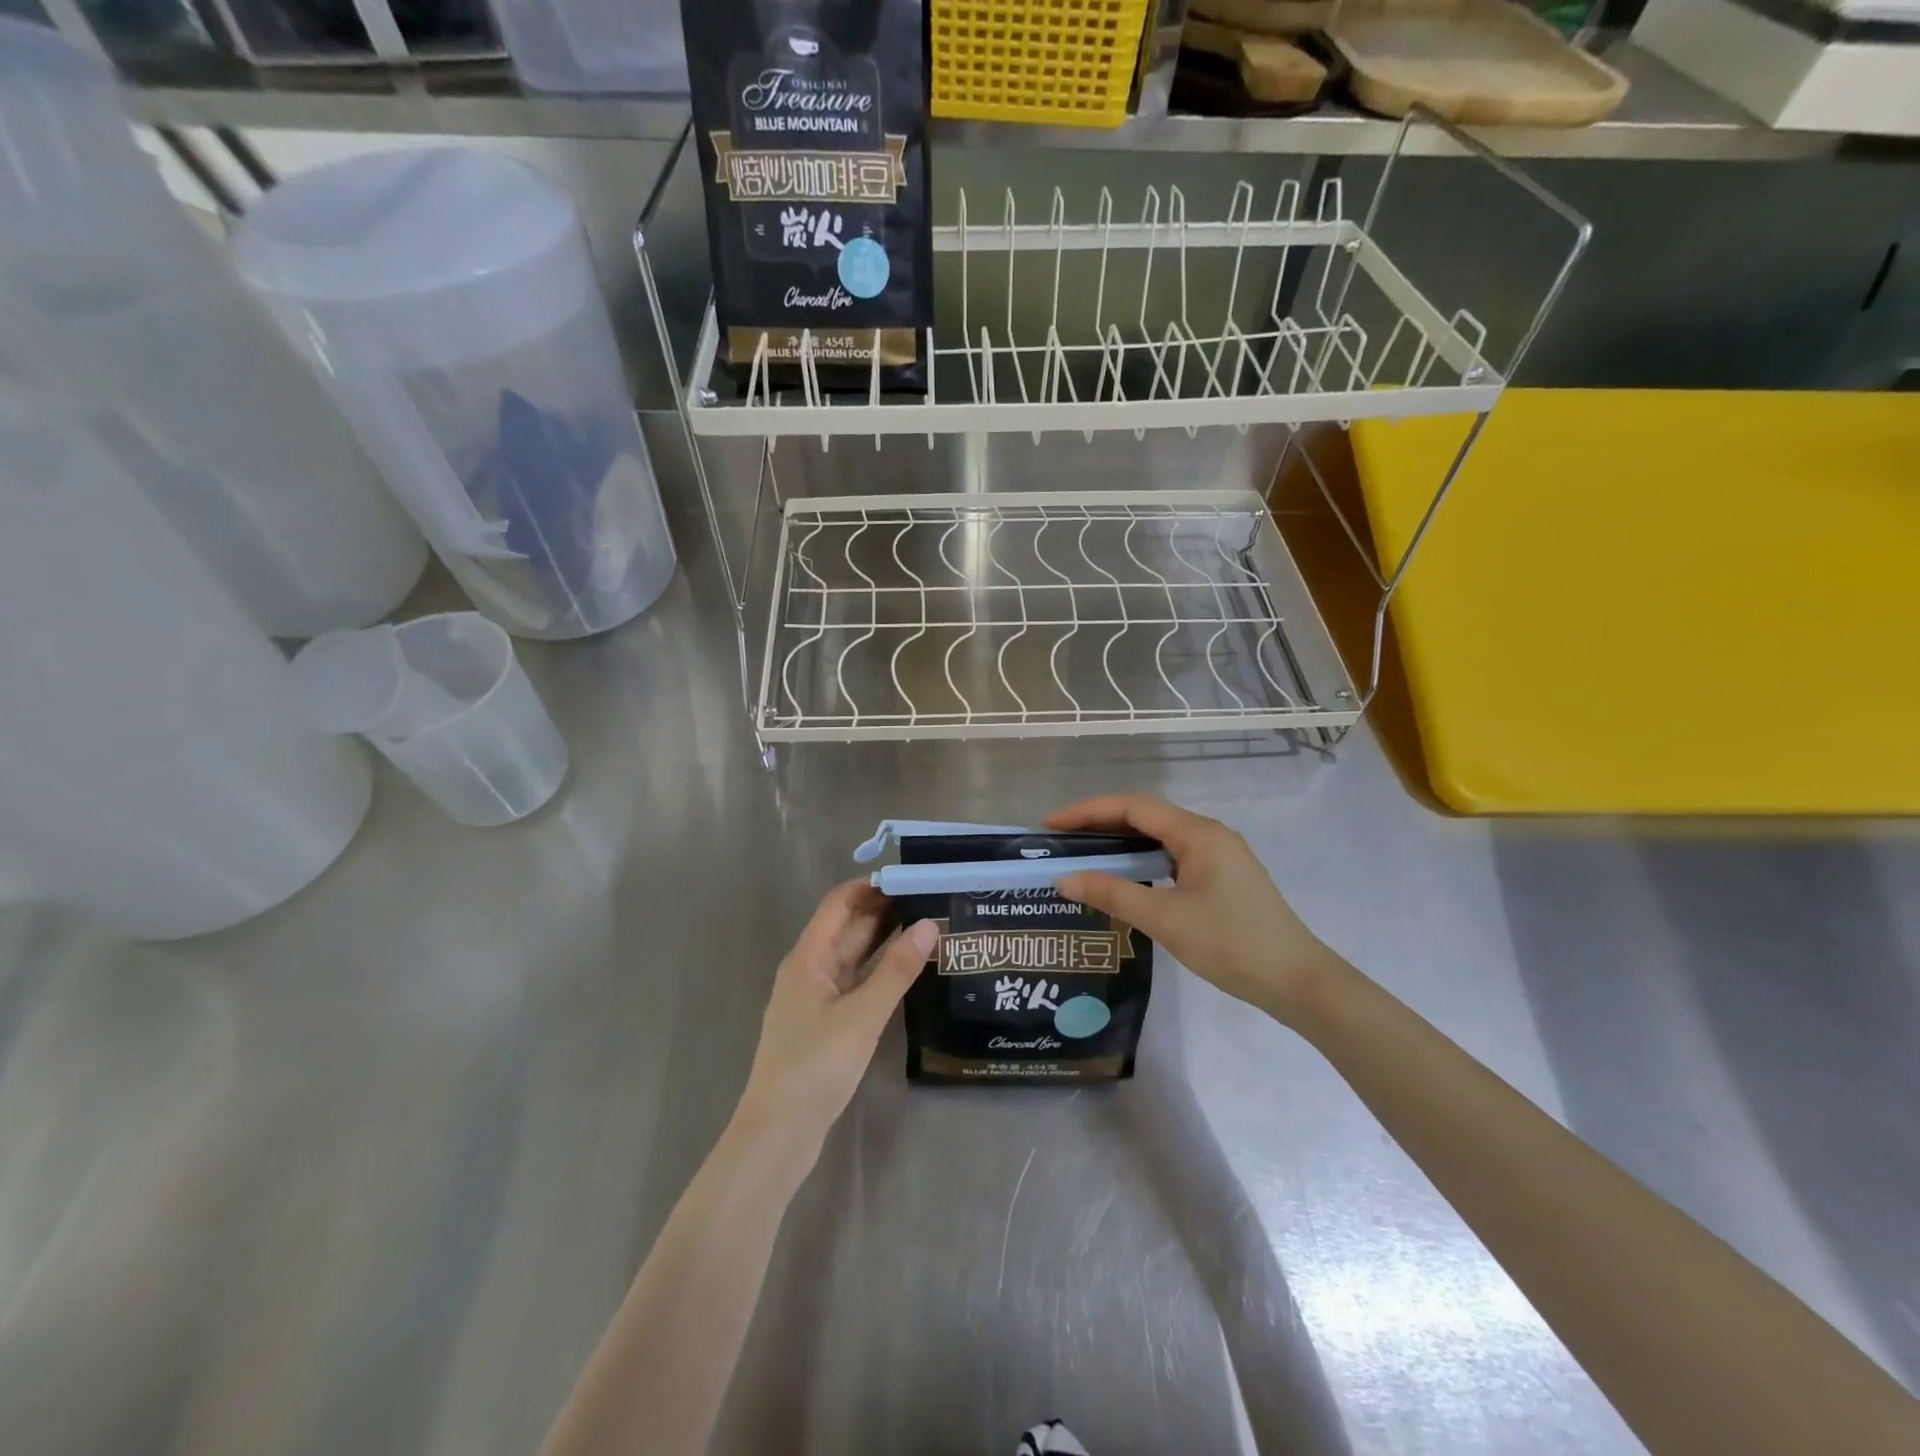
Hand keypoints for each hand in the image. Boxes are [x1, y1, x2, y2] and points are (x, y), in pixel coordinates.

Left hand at [735, 881, 936, 1151]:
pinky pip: (854, 983)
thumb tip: (929, 924)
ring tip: (926, 928)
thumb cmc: (816, 1065)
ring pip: (852, 957)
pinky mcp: (824, 1024)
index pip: (839, 904)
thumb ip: (897, 970)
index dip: (870, 887)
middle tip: (929, 901)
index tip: (909, 878)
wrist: (779, 1133)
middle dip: (883, 911)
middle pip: (846, 928)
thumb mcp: (863, 1015)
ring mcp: (815, 999)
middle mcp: (809, 971)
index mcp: (808, 958)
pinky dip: (878, 971)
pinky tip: (905, 973)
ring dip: (883, 941)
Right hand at [1048, 794, 1334, 1023]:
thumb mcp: (1166, 919)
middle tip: (1060, 840)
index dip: (1088, 811)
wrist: (1297, 982)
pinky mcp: (1221, 878)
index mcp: (1198, 833)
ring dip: (1120, 841)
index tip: (1052, 825)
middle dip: (1100, 823)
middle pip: (1145, 816)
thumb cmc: (1232, 944)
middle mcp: (1208, 834)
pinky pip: (1171, 856)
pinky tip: (1123, 878)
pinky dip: (1141, 860)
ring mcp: (1218, 856)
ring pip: (1159, 836)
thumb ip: (1114, 894)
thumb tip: (1064, 879)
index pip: (1133, 807)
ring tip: (1083, 855)